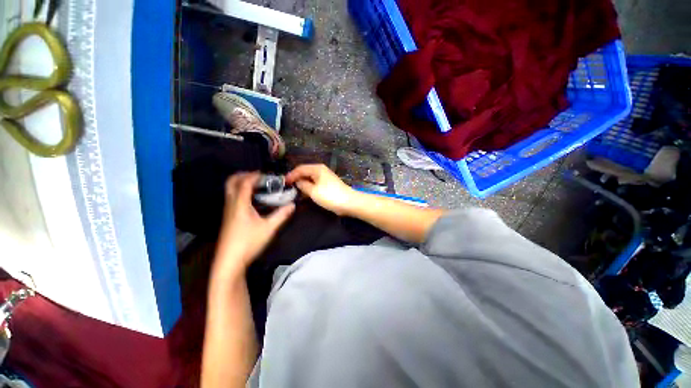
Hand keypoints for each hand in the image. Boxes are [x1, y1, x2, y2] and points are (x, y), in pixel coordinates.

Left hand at [214, 172, 294, 274]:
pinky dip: (240, 193)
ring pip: (230, 191)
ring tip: (256, 186)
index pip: (244, 183)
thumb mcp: (269, 228)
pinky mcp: (228, 219)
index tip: (265, 174)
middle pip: (231, 183)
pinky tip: (251, 201)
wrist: (229, 261)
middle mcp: (231, 205)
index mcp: (240, 204)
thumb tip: (292, 205)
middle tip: (256, 176)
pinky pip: (232, 198)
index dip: (254, 175)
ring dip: (241, 184)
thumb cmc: (249, 243)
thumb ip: (281, 215)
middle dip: (242, 175)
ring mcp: (227, 212)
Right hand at [286, 164, 357, 215]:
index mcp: (317, 169)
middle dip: (296, 179)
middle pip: (305, 172)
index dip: (291, 175)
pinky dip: (309, 187)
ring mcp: (325, 178)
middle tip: (287, 187)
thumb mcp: (313, 191)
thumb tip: (297, 181)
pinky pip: (315, 184)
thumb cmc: (330, 195)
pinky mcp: (328, 185)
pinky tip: (304, 193)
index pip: (300, 168)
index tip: (284, 182)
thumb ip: (303, 185)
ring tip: (293, 191)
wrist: (348, 202)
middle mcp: (321, 170)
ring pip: (310, 179)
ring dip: (302, 184)